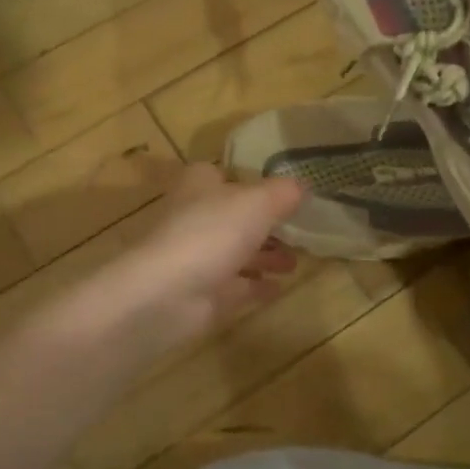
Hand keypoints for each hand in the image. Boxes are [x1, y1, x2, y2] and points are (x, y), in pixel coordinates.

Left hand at [90, 162, 303, 353]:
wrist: (167, 293)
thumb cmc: (211, 232)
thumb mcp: (258, 202)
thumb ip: (283, 193)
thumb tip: (301, 187)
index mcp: (200, 186)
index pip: (220, 174)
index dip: (247, 180)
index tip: (278, 191)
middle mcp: (195, 218)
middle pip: (233, 216)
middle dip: (263, 224)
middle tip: (297, 231)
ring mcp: (196, 258)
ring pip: (235, 252)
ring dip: (264, 256)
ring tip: (294, 262)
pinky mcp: (201, 294)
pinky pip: (235, 287)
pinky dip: (257, 286)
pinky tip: (281, 287)